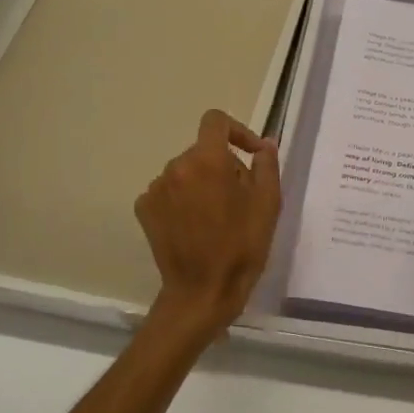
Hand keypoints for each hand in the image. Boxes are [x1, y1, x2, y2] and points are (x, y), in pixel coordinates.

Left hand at [136, 109, 281, 334]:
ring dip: (202, 183)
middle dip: (223, 166)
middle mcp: (176, 166)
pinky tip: (194, 225)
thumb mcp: (268, 203)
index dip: (237, 131)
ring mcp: (156, 188)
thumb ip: (266, 164)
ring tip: (217, 216)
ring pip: (186, 172)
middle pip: (203, 151)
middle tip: (241, 198)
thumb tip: (262, 145)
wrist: (202, 291)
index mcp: (207, 160)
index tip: (251, 154)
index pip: (216, 121)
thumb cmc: (242, 246)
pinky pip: (169, 191)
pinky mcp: (144, 209)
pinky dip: (183, 200)